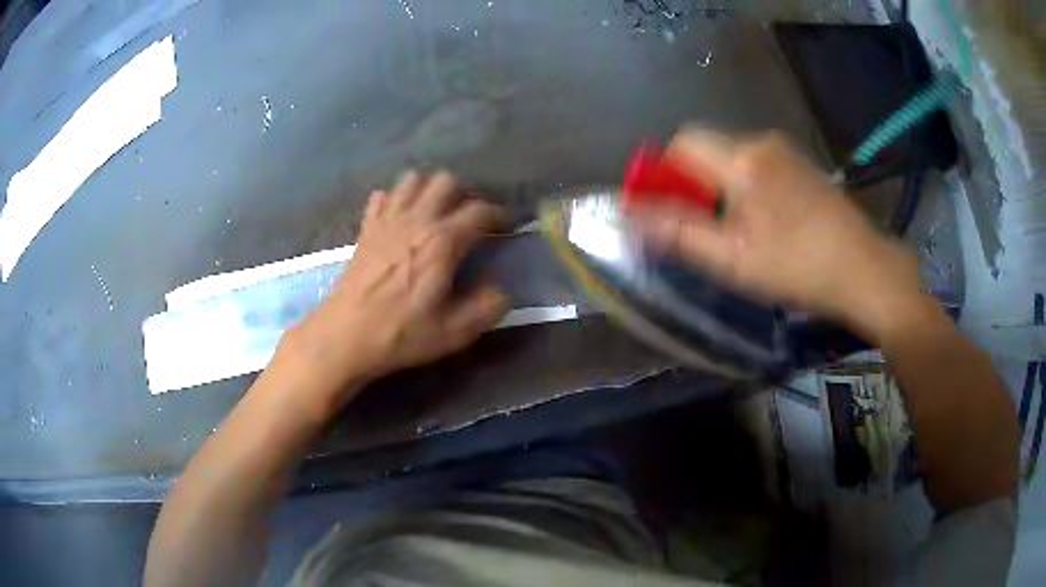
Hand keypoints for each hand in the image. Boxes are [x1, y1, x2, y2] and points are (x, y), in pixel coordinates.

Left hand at [281, 171, 507, 409]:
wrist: (345, 336)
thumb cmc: (400, 333)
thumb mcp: (455, 332)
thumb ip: (488, 308)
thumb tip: (501, 290)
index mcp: (442, 242)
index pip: (479, 211)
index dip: (499, 214)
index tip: (507, 226)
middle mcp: (416, 220)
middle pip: (445, 181)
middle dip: (464, 194)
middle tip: (469, 218)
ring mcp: (387, 221)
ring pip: (413, 180)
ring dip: (430, 190)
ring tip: (436, 212)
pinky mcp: (366, 228)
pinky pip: (382, 197)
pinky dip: (395, 200)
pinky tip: (399, 219)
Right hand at [628, 129, 923, 340]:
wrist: (867, 271)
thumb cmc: (799, 268)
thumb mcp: (733, 260)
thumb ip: (678, 234)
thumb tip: (631, 218)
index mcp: (742, 160)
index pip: (683, 142)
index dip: (664, 170)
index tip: (666, 206)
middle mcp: (762, 143)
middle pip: (708, 148)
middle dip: (693, 182)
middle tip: (701, 227)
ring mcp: (787, 152)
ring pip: (734, 157)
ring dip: (720, 185)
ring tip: (735, 230)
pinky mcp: (804, 166)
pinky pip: (759, 165)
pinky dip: (746, 185)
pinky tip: (765, 222)